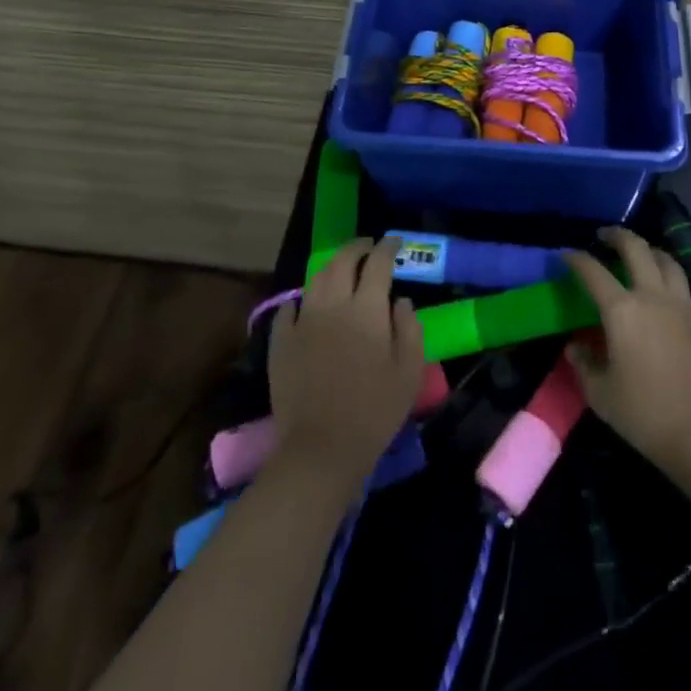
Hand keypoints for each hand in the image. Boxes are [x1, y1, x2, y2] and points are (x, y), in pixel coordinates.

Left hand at [267, 238, 425, 496]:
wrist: (320, 448)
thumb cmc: (374, 411)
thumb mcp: (408, 372)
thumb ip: (409, 329)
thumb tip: (400, 301)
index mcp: (367, 309)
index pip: (378, 263)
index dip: (388, 247)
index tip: (394, 241)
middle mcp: (333, 304)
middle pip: (343, 261)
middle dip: (358, 247)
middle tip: (368, 246)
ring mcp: (303, 320)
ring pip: (316, 278)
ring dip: (332, 267)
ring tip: (342, 269)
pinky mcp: (281, 341)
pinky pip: (290, 307)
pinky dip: (303, 298)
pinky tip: (308, 303)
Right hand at [563, 228, 690, 483]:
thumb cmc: (647, 414)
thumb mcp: (602, 395)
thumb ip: (585, 365)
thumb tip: (575, 347)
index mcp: (622, 310)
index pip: (593, 272)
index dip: (576, 259)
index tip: (566, 255)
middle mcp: (652, 296)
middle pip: (636, 248)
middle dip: (617, 236)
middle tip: (604, 236)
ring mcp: (681, 305)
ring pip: (666, 259)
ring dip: (648, 250)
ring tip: (638, 254)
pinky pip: (681, 282)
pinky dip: (666, 273)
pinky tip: (660, 288)